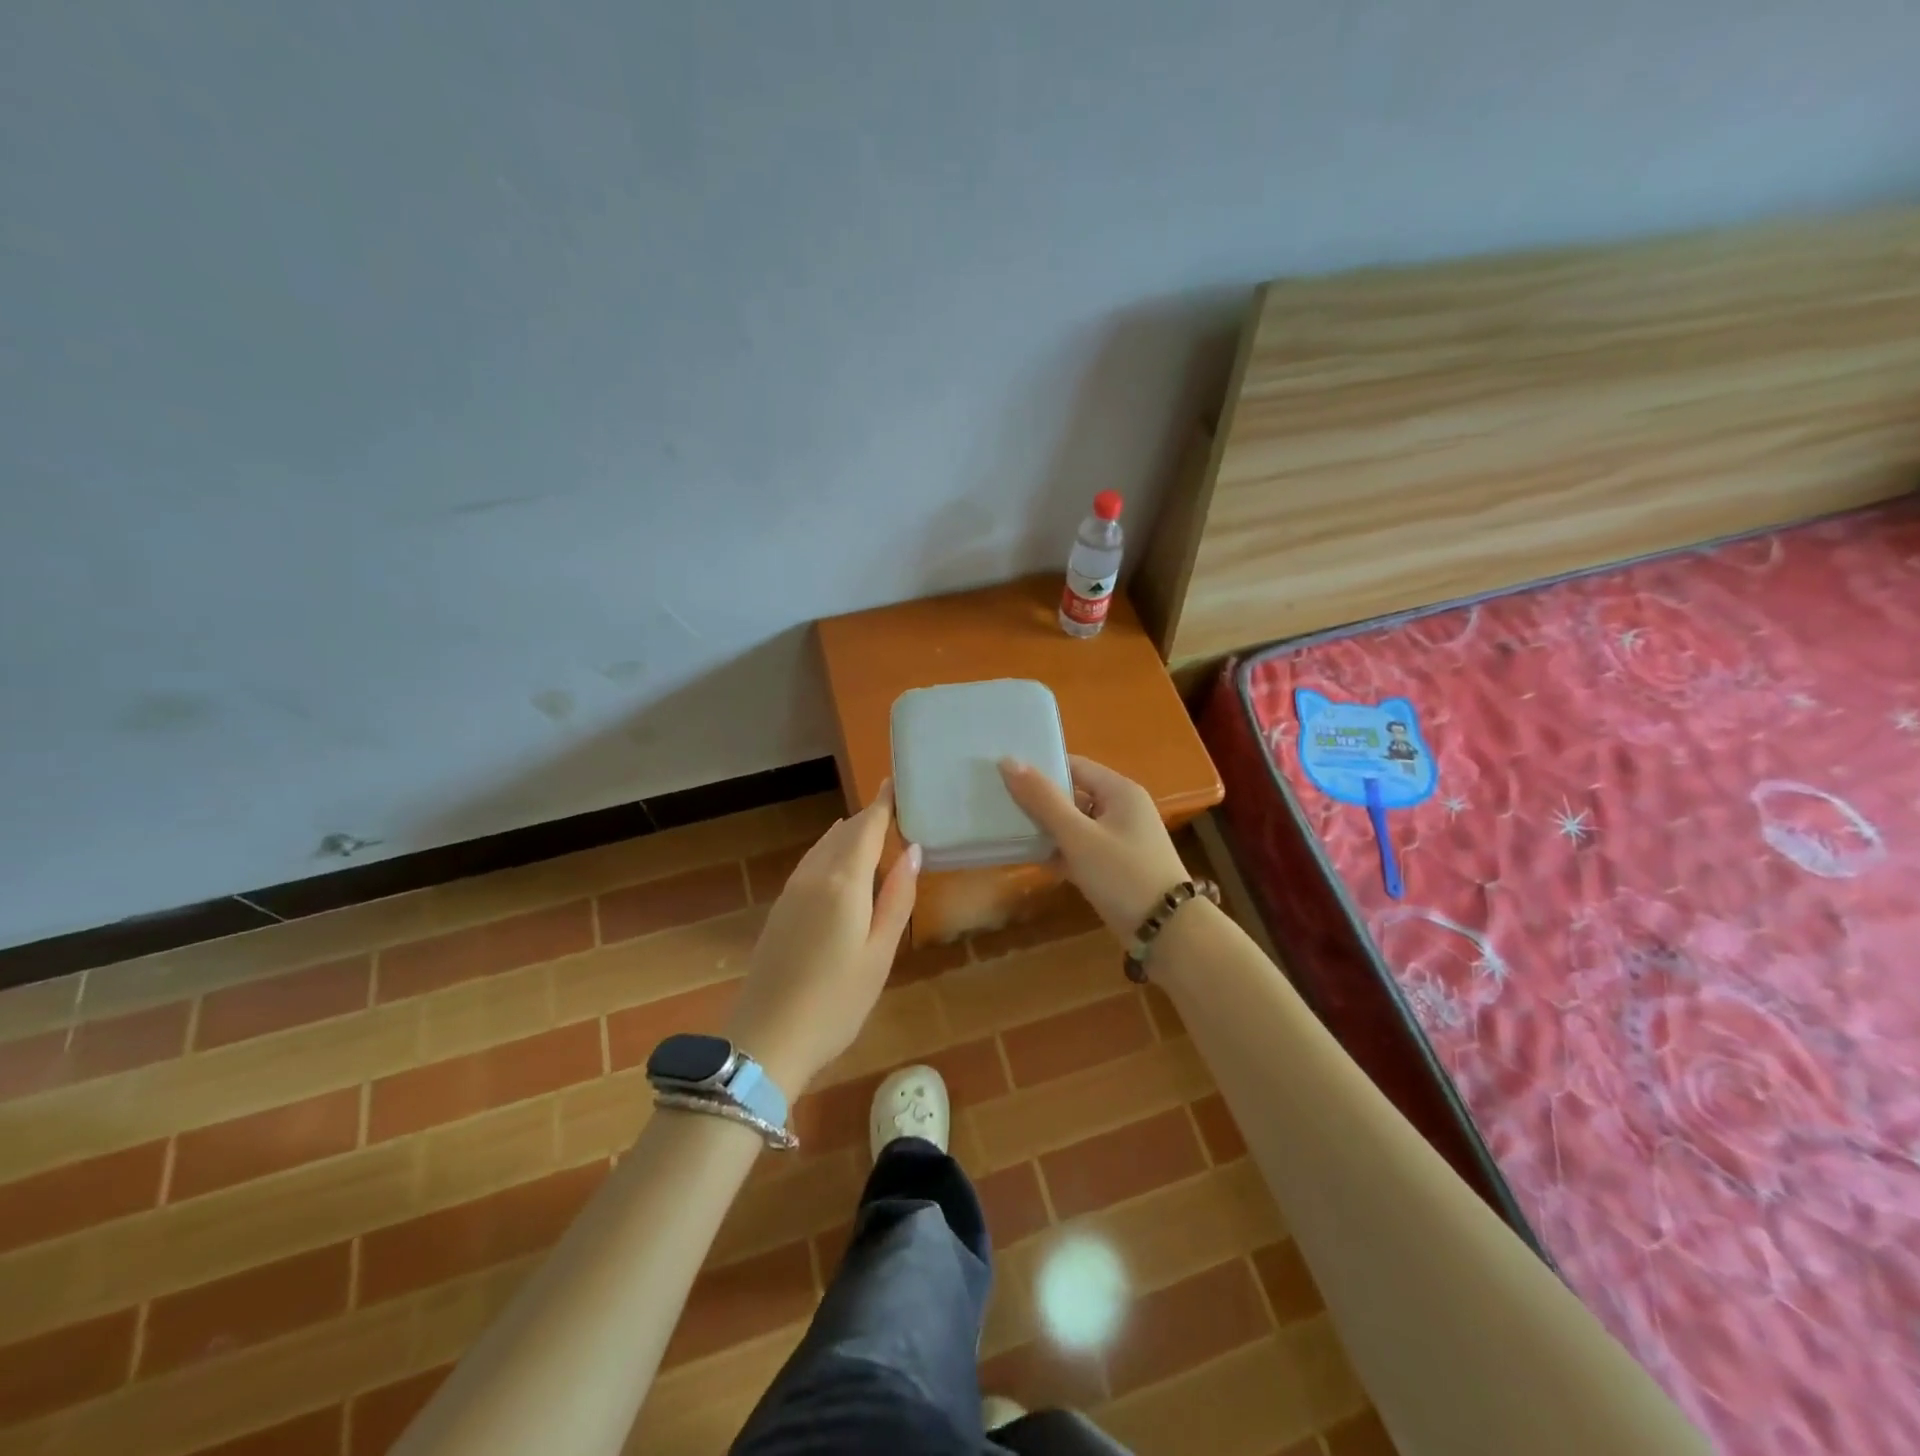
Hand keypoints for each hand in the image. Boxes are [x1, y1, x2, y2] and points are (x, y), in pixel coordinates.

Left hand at [725, 786, 919, 1094]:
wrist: (767, 1040)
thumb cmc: (837, 1001)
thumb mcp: (880, 953)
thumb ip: (897, 898)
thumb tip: (913, 851)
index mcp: (843, 882)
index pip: (866, 827)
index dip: (882, 803)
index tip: (895, 781)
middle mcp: (814, 876)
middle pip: (843, 833)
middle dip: (868, 818)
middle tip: (895, 809)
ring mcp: (791, 892)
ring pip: (823, 848)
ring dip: (848, 835)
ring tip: (873, 831)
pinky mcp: (780, 910)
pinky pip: (810, 865)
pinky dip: (830, 854)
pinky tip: (840, 866)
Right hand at [999, 755, 1191, 941]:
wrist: (1168, 933)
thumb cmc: (1122, 875)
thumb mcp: (1078, 836)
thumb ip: (1043, 799)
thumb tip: (1008, 761)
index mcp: (1119, 791)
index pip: (1073, 766)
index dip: (1040, 767)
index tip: (1003, 773)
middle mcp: (1122, 809)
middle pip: (1073, 794)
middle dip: (1039, 801)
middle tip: (999, 803)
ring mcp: (1121, 839)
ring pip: (1075, 824)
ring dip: (1047, 829)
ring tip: (1008, 830)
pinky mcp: (1116, 866)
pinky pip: (1082, 849)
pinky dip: (1061, 852)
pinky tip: (1033, 860)